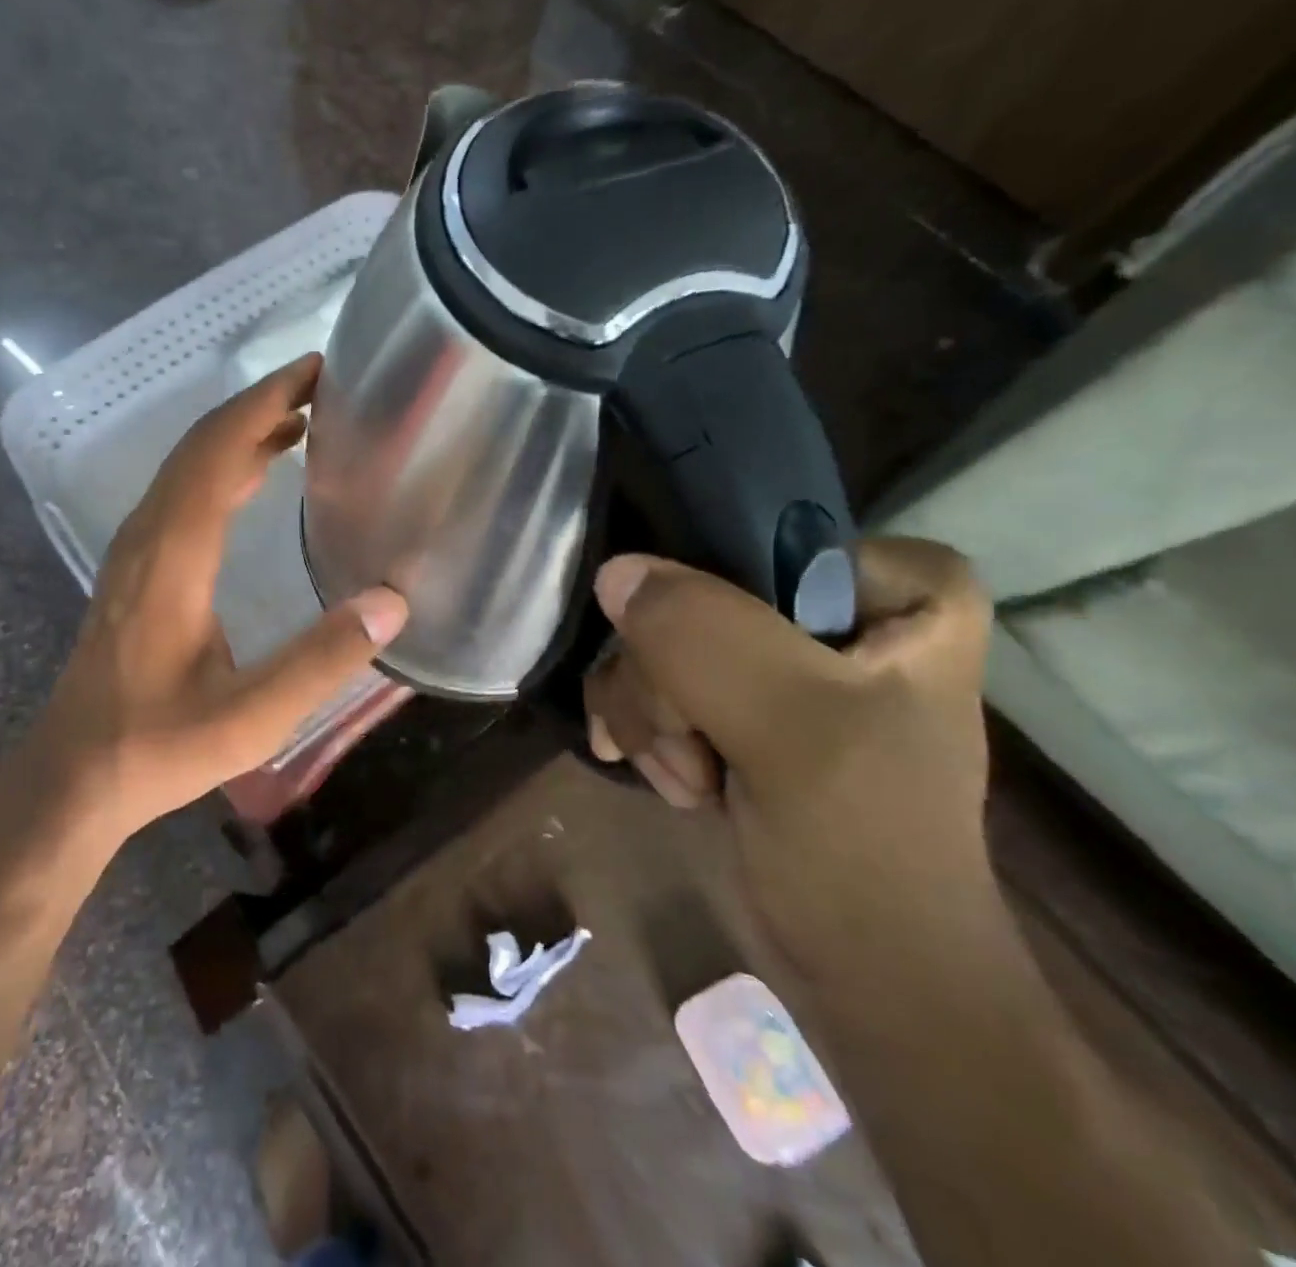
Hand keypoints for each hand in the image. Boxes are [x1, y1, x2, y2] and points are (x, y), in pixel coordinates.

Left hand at [34, 355, 407, 842]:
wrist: (74, 775)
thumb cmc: (158, 746)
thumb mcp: (251, 716)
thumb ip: (321, 660)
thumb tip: (392, 603)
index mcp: (173, 556)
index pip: (218, 452)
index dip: (265, 403)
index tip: (314, 371)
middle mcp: (148, 537)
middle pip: (199, 446)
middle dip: (258, 405)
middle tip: (319, 384)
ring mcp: (135, 552)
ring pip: (187, 467)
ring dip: (240, 433)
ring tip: (299, 419)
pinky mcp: (136, 570)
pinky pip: (180, 494)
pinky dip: (221, 466)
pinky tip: (254, 475)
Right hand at [583, 537, 995, 982]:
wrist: (865, 966)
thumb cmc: (863, 847)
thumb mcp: (794, 730)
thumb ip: (706, 638)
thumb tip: (614, 574)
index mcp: (892, 586)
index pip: (750, 539)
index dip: (709, 605)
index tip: (711, 681)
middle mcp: (832, 606)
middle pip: (689, 597)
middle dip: (669, 685)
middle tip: (697, 748)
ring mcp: (775, 655)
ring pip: (654, 639)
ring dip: (650, 717)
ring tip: (689, 778)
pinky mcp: (733, 699)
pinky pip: (646, 676)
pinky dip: (640, 731)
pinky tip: (666, 777)